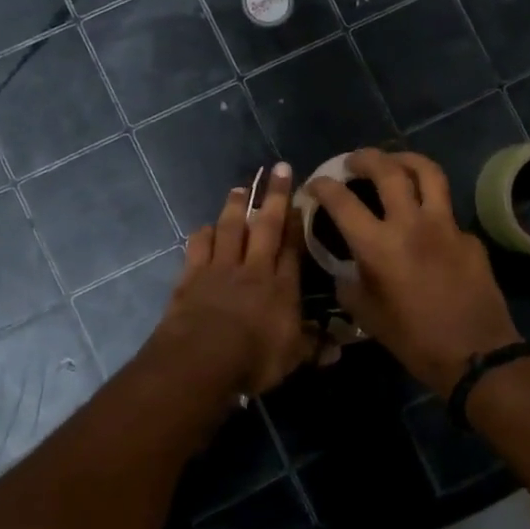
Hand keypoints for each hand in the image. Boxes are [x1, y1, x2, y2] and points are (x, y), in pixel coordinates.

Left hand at [144, 163, 310, 397]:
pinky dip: (203, 235)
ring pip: (230, 229)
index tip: (300, 197)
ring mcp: (220, 269)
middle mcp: (253, 269)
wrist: (201, 358)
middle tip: (277, 168)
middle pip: (265, 226)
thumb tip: (337, 350)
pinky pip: (198, 247)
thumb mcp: (291, 359)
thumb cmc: (253, 359)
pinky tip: (205, 227)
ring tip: (240, 188)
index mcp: (281, 287)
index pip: (292, 247)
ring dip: (235, 207)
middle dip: (273, 196)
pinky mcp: (191, 276)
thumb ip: (313, 348)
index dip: (296, 221)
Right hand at [308, 150, 521, 398]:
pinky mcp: (469, 236)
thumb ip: (349, 283)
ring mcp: (446, 225)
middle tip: (354, 162)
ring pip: (427, 172)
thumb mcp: (366, 315)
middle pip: (388, 169)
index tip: (316, 184)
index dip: (323, 186)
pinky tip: (425, 222)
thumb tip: (345, 267)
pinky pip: (446, 210)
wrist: (476, 356)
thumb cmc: (413, 340)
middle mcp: (411, 224)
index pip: (342, 200)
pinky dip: (430, 206)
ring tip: (394, 162)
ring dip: (405, 159)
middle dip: (365, 158)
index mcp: (378, 245)